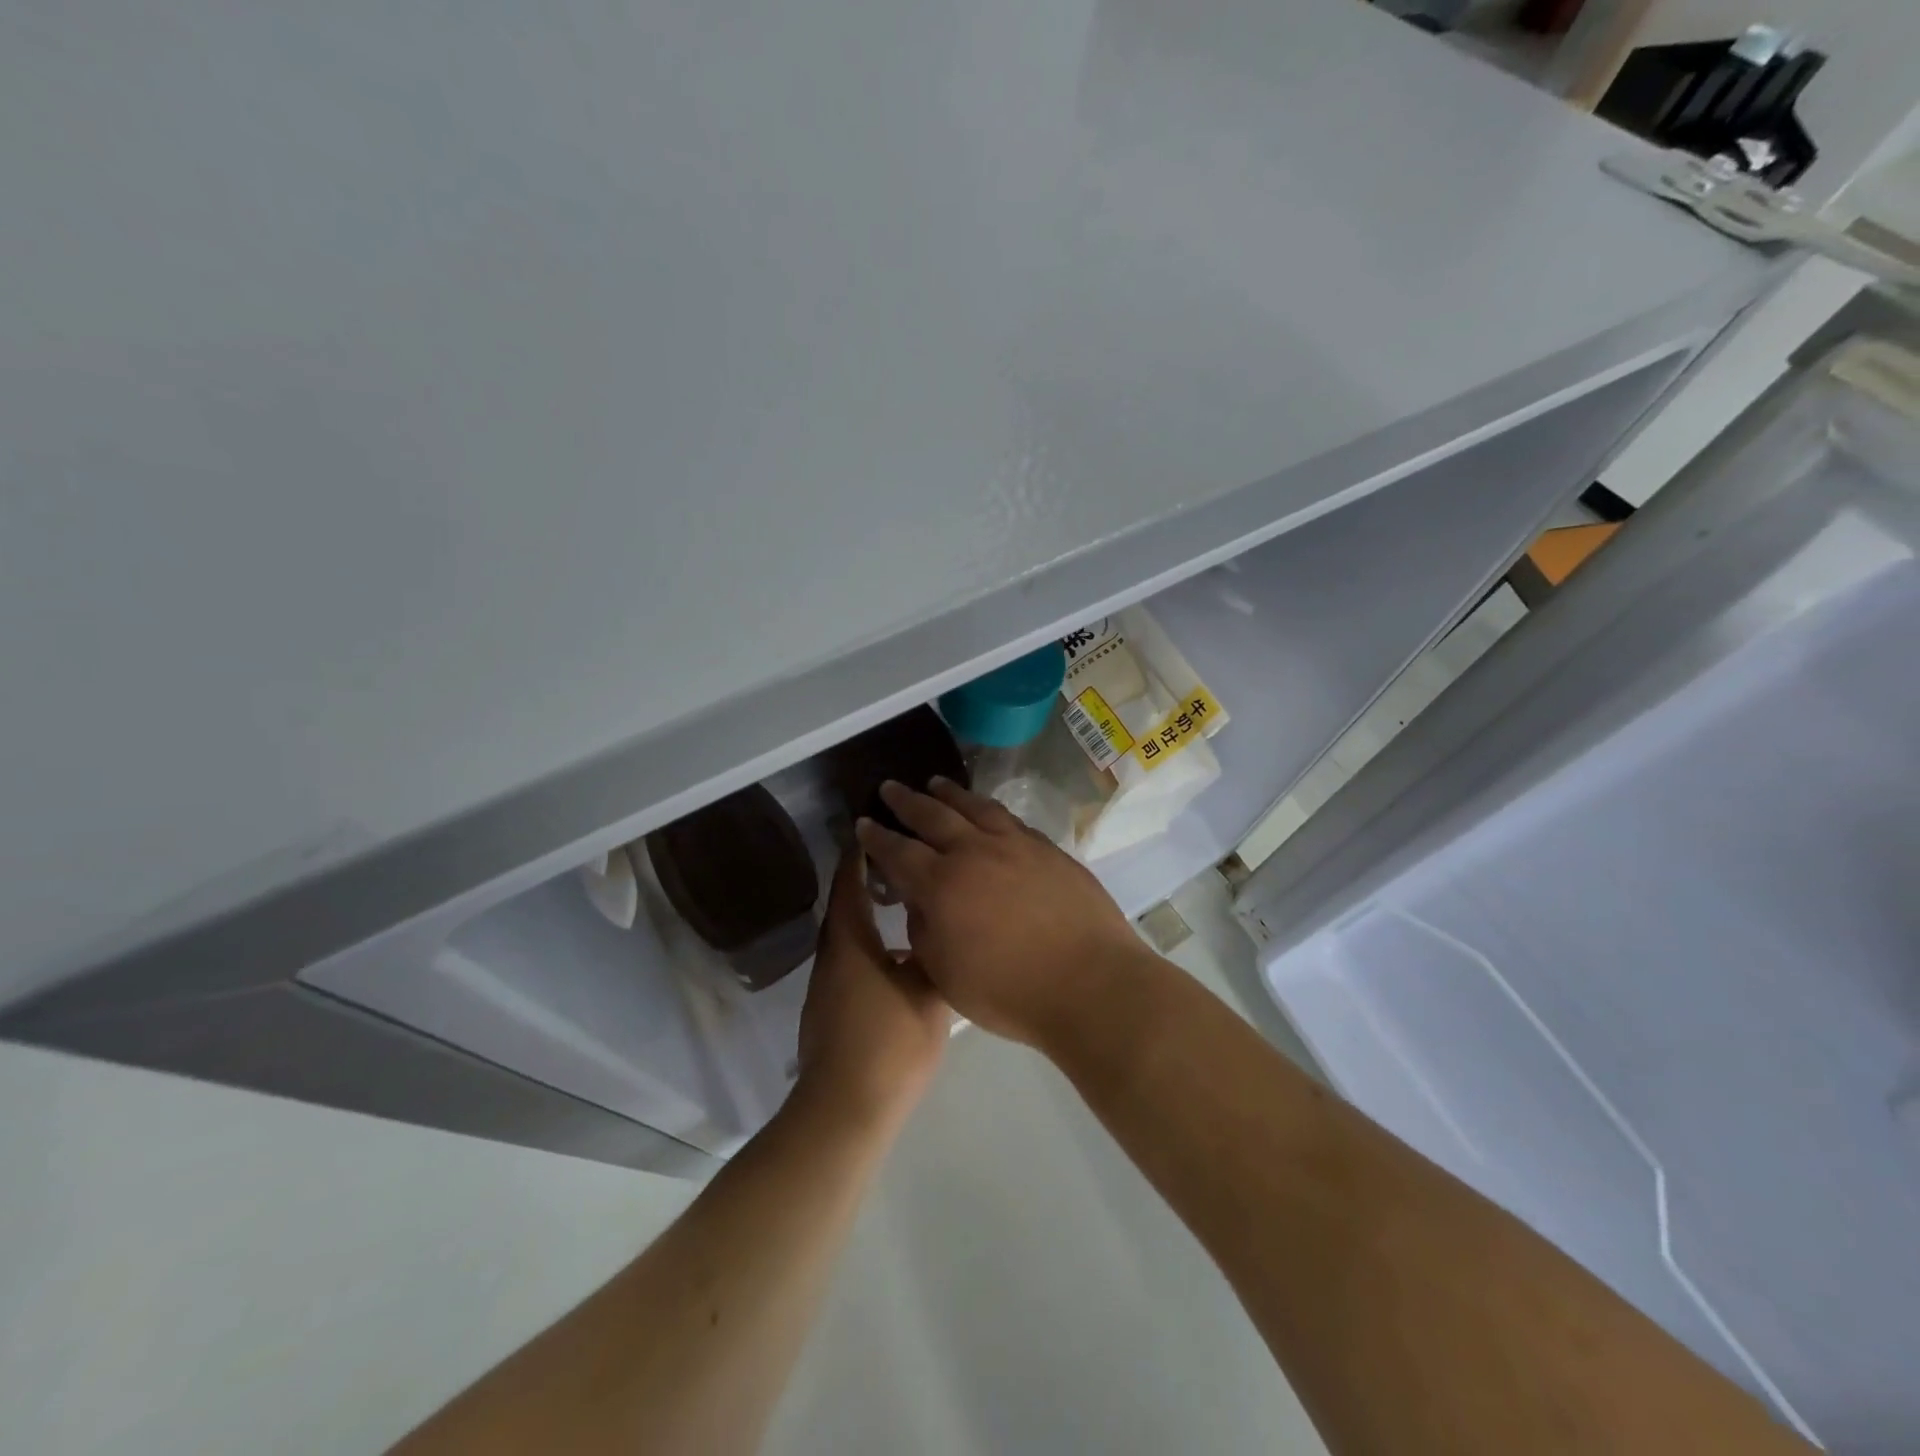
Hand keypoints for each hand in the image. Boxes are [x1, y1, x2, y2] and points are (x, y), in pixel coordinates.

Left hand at [795, 848, 949, 1128]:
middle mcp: (833, 954)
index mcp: (851, 941)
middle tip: (904, 859)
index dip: (862, 853)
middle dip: (869, 878)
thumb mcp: (929, 995)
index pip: (851, 882)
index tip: (879, 829)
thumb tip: (945, 929)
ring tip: (906, 900)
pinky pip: (851, 959)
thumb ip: (936, 957)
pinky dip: (871, 943)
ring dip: (870, 912)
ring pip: (850, 934)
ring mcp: (828, 983)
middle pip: (847, 904)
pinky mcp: (831, 1007)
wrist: (846, 1110)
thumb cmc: (890, 1044)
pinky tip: (899, 954)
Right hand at [854, 778, 1155, 1049]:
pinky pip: (1010, 819)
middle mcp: (975, 852)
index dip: (877, 837)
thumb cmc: (1009, 992)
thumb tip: (920, 900)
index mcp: (942, 885)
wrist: (1090, 983)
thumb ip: (924, 930)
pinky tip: (987, 811)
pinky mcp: (1049, 849)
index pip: (898, 851)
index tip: (863, 822)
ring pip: (975, 807)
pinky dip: (989, 810)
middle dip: (907, 801)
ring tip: (936, 783)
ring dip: (950, 793)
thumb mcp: (946, 974)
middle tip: (890, 787)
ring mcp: (1016, 845)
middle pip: (933, 816)